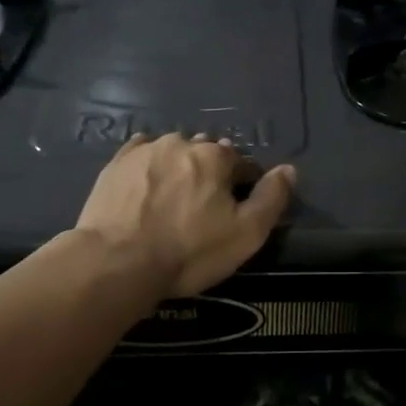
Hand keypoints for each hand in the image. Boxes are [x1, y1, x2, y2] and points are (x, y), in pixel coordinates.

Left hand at [76, 132, 295, 297]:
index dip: (245, 187)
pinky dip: (150, 166)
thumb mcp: (246, 234)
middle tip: (203, 209)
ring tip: (173, 200)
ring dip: (180, 168)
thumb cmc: (189, 251)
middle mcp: (182, 142)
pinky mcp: (115, 164)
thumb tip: (289, 169)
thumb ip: (272, 198)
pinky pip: (141, 154)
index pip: (243, 163)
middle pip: (207, 154)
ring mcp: (145, 150)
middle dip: (211, 174)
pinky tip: (147, 187)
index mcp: (216, 156)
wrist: (116, 263)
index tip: (236, 212)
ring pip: (174, 152)